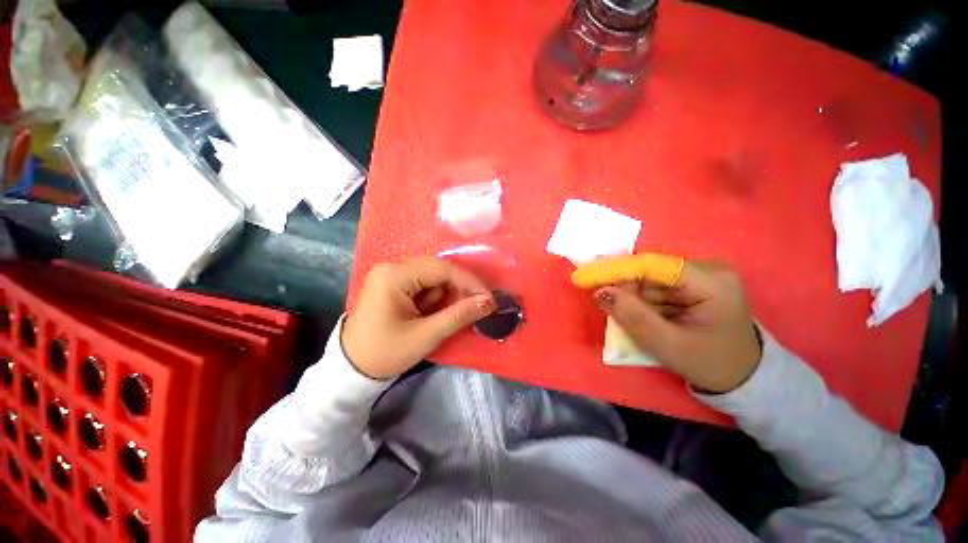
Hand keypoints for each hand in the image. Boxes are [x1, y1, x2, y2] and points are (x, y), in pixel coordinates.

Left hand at [343, 258, 496, 379]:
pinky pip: (424, 285)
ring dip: (446, 296)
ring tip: (446, 318)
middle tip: (473, 309)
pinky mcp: (393, 284)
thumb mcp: (425, 336)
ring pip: (433, 278)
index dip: (469, 283)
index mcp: (394, 275)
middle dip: (457, 290)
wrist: (350, 369)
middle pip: (438, 270)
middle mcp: (392, 267)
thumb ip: (459, 315)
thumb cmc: (385, 353)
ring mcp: (391, 274)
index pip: (442, 269)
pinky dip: (435, 299)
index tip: (488, 299)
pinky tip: (434, 315)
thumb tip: (489, 302)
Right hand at [594, 262, 761, 392]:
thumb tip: (600, 292)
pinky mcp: (691, 284)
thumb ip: (633, 317)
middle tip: (601, 301)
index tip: (583, 277)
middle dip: (622, 286)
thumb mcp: (669, 346)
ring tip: (623, 316)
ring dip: (630, 295)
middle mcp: (706, 269)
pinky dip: (639, 300)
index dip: (614, 269)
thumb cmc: (711, 364)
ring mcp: (699, 275)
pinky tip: (637, 313)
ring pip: (648, 279)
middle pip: (649, 270)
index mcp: (711, 282)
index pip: (652, 265)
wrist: (742, 377)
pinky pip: (654, 286)